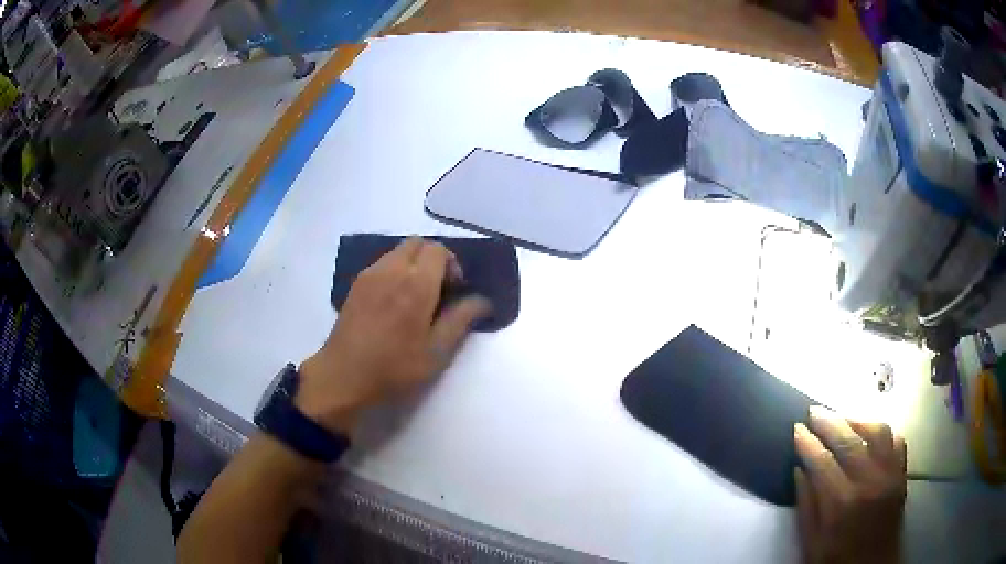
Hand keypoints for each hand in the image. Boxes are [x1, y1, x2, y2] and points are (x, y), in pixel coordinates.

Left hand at [296, 238, 491, 435]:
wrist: (343, 377)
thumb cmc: (394, 368)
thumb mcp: (436, 352)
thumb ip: (461, 320)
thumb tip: (482, 301)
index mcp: (416, 284)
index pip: (438, 250)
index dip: (452, 265)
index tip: (454, 291)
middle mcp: (391, 270)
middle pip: (417, 244)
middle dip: (433, 260)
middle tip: (438, 290)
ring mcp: (370, 275)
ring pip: (398, 252)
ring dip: (413, 264)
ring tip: (415, 298)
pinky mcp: (356, 285)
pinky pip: (382, 264)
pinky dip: (395, 271)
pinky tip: (394, 303)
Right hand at [794, 406, 906, 563]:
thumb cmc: (836, 561)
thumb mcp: (811, 544)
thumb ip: (806, 507)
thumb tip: (799, 470)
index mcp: (841, 503)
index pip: (822, 461)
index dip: (807, 443)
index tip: (797, 428)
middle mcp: (869, 482)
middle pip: (849, 440)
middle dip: (829, 422)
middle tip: (814, 411)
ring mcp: (890, 475)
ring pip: (878, 431)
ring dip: (858, 420)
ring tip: (843, 418)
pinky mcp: (901, 475)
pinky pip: (897, 441)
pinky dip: (883, 433)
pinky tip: (871, 435)